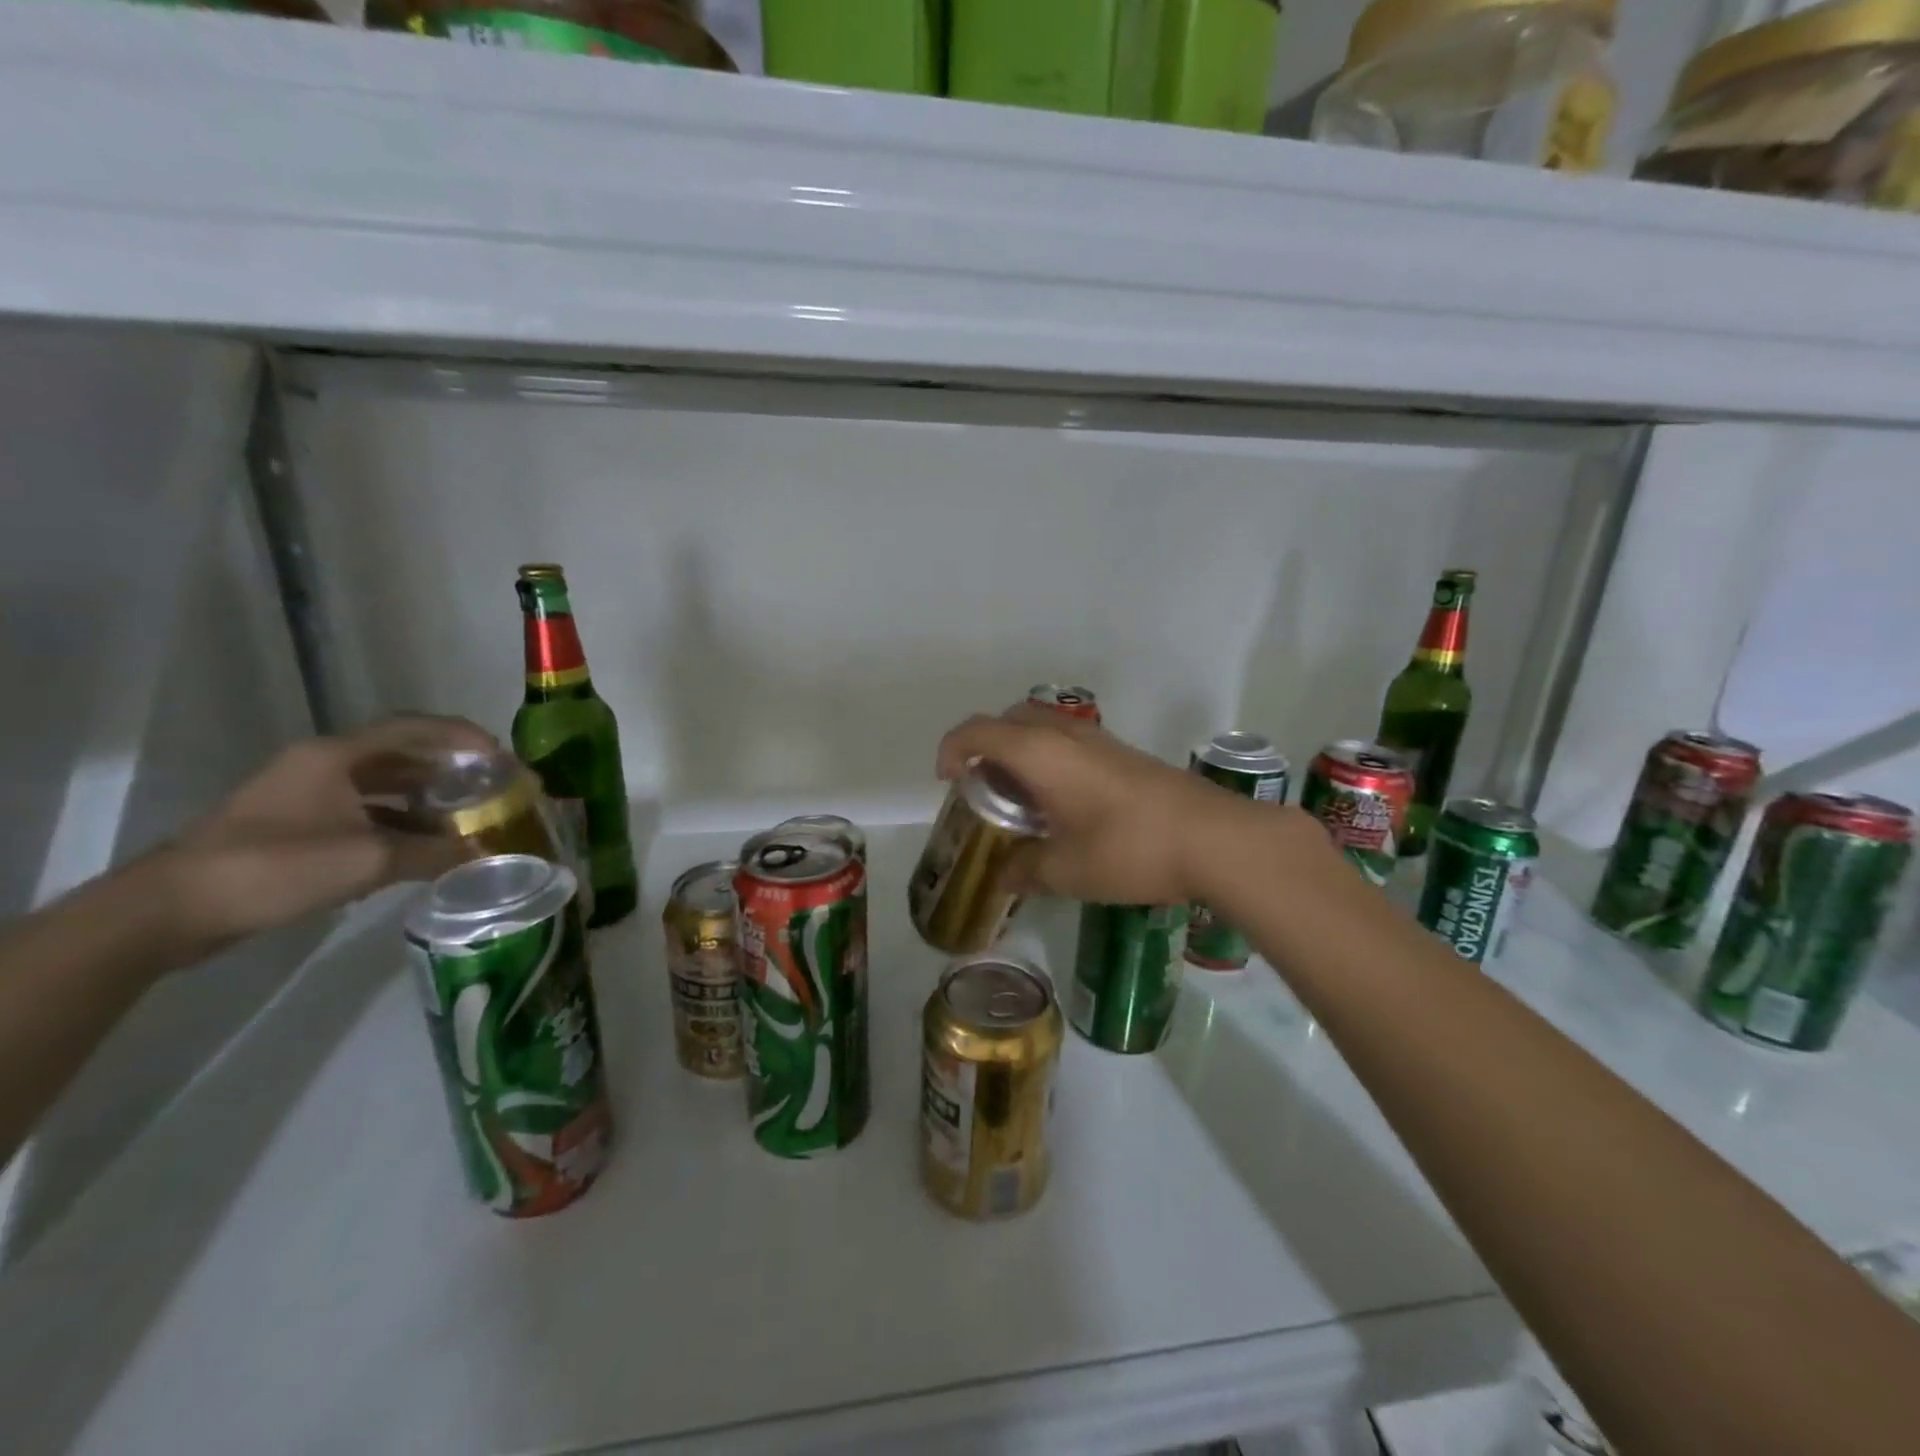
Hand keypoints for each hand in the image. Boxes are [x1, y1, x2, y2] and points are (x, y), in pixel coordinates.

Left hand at [161, 714, 497, 951]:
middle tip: (491, 789)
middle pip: (402, 756)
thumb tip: (486, 855)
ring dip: (426, 801)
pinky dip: (399, 824)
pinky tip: (423, 847)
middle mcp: (324, 765)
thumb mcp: (367, 860)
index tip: (502, 757)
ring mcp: (306, 795)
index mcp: (338, 756)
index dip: (464, 737)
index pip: (416, 728)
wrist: (171, 910)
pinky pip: (364, 813)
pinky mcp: (295, 825)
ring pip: (383, 787)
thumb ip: (433, 853)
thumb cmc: (274, 867)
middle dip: (451, 771)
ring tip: (467, 819)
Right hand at [935, 707, 1309, 905]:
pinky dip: (1049, 759)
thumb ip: (1026, 870)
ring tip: (1023, 801)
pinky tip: (1065, 805)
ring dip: (1020, 752)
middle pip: (1008, 719)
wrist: (1213, 838)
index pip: (976, 730)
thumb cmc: (1127, 849)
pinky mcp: (1123, 752)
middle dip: (985, 746)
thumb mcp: (1066, 870)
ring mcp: (1098, 739)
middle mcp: (1064, 733)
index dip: (951, 749)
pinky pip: (1068, 741)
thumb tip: (1004, 877)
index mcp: (1038, 752)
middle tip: (985, 790)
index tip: (949, 782)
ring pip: (1041, 726)